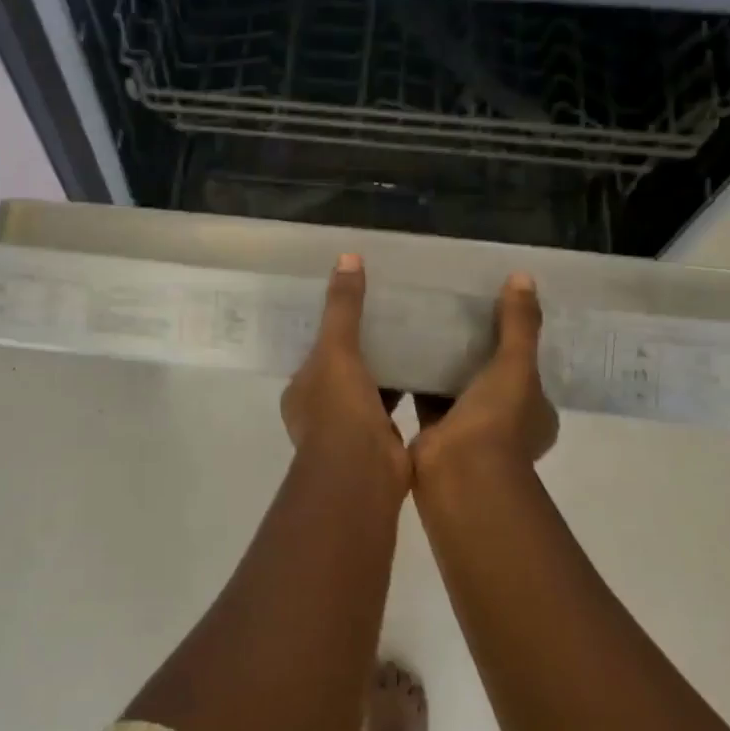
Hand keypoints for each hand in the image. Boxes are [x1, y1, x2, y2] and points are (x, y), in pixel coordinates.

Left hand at [281, 255, 410, 484]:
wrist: (361, 472)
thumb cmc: (339, 409)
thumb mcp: (337, 349)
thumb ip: (343, 307)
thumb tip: (347, 258)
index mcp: (301, 390)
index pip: (315, 353)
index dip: (333, 332)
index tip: (357, 309)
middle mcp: (319, 411)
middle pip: (342, 371)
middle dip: (361, 351)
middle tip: (391, 318)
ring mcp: (348, 431)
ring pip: (367, 390)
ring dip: (384, 372)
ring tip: (413, 339)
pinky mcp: (379, 443)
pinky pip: (391, 409)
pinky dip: (405, 393)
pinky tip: (428, 373)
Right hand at [410, 272, 558, 480]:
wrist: (459, 474)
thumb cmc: (497, 421)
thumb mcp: (515, 365)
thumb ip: (518, 324)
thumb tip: (524, 277)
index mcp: (534, 412)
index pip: (527, 370)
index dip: (514, 344)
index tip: (493, 314)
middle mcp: (506, 424)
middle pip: (490, 378)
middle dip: (474, 353)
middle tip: (452, 314)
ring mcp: (470, 432)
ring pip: (457, 389)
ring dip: (444, 366)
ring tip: (423, 326)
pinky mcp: (435, 435)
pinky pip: (426, 399)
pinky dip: (416, 380)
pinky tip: (399, 352)